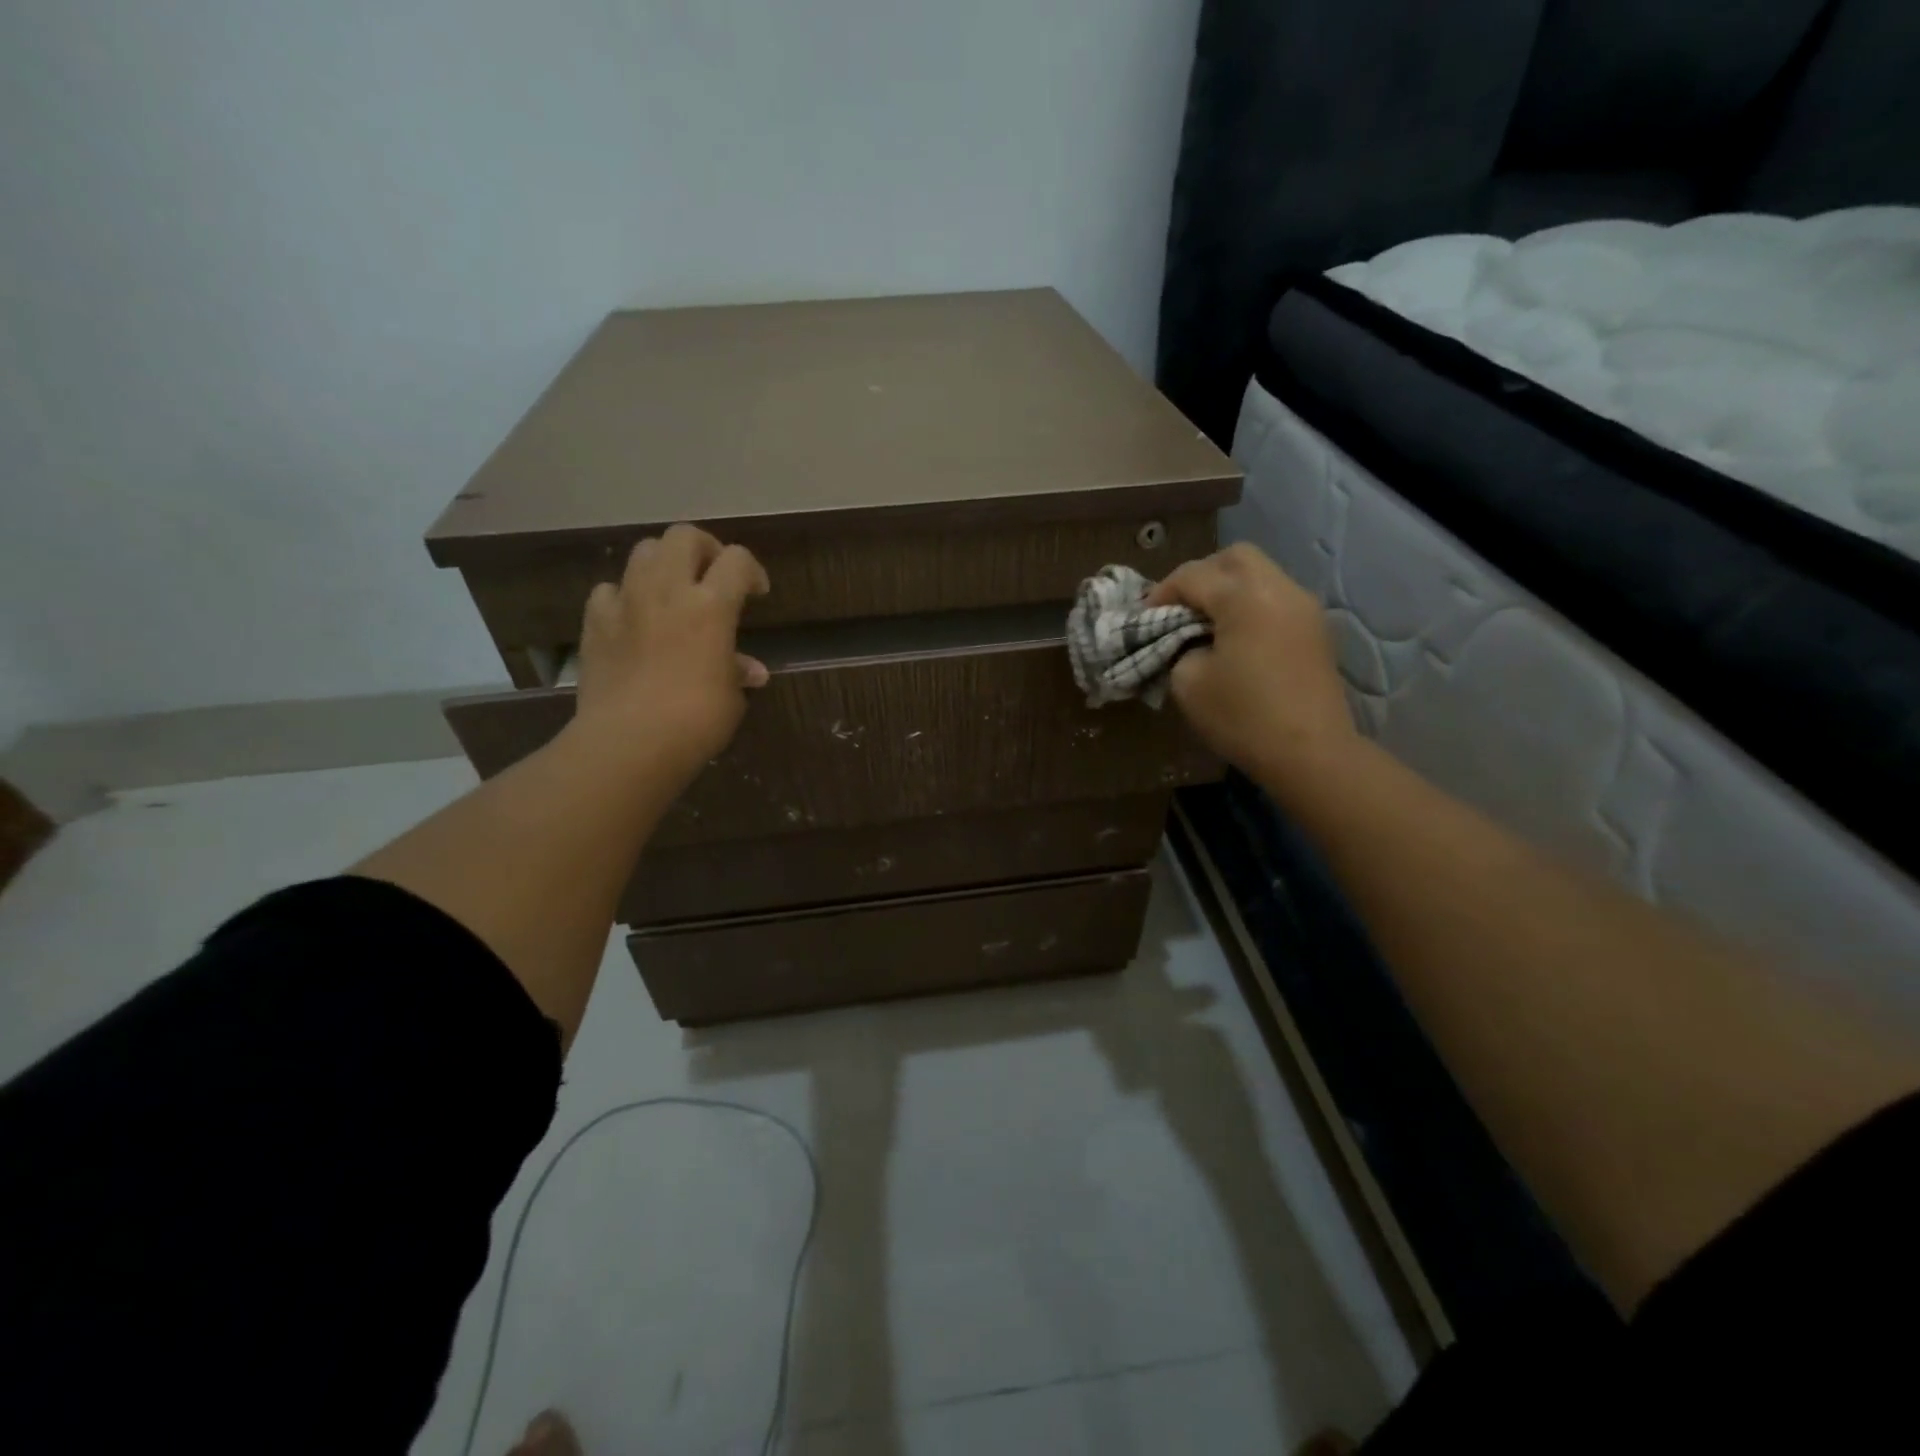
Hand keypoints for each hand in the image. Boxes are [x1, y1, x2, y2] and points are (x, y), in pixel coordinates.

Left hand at [572, 523, 769, 784]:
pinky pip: (610, 590)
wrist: (629, 742)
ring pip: (644, 551)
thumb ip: (737, 672)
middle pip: (684, 536)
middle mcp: (668, 590)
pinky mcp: (595, 621)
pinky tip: (634, 618)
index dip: (752, 570)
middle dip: (705, 549)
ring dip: (664, 563)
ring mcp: (626, 601)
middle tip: (713, 575)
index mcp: (711, 605)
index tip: (757, 593)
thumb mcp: (731, 698)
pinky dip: (625, 596)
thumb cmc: (696, 721)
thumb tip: (751, 670)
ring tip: (673, 590)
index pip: (737, 560)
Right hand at [1148, 543, 1356, 786]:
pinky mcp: (1315, 630)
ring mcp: (1304, 607)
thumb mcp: (1188, 683)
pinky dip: (1250, 605)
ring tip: (1206, 623)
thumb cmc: (1242, 716)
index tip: (1144, 617)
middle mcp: (1279, 589)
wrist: (1310, 753)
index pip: (1192, 576)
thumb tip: (1185, 639)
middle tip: (1179, 608)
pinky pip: (1276, 598)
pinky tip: (1235, 637)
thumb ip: (1177, 647)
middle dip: (1201, 575)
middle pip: (1235, 558)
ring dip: (1228, 589)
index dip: (1161, 593)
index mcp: (1245, 597)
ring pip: (1260, 574)